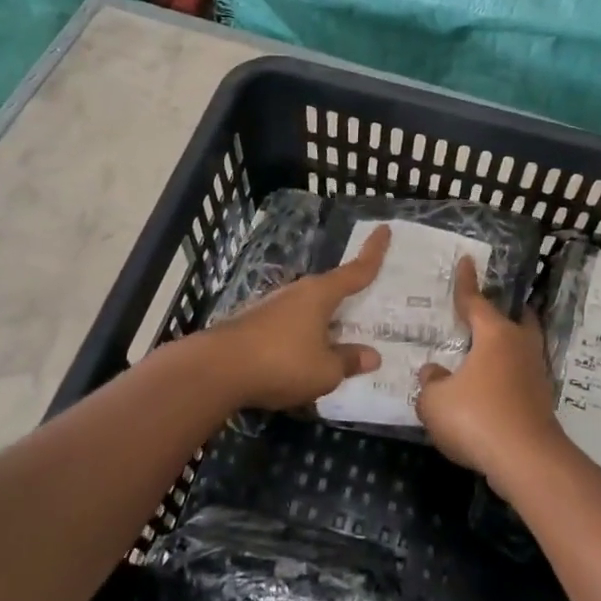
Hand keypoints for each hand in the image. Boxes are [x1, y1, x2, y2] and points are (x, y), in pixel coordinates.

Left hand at [204, 225, 389, 410]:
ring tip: (339, 342)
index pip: (355, 270)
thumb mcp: (325, 371)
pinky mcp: (253, 326)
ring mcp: (271, 308)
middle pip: (330, 291)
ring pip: (308, 311)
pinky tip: (305, 358)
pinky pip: (290, 328)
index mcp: (320, 295)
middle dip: (348, 298)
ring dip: (323, 323)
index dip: (373, 252)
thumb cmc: (281, 363)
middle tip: (368, 305)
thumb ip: (348, 361)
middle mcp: (297, 293)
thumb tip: (371, 356)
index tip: (384, 230)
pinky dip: (303, 338)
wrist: (216, 371)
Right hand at [414, 256, 566, 480]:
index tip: (466, 260)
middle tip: (487, 311)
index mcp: (494, 335)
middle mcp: (520, 346)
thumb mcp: (435, 401)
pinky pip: (521, 377)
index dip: (466, 282)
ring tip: (485, 353)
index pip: (475, 300)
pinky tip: (490, 389)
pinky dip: (507, 376)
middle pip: (515, 319)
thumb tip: (434, 372)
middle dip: (503, 312)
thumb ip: (430, 382)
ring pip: (521, 349)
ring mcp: (536, 374)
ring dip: (506, 348)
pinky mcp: (542, 401)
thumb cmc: (477, 418)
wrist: (526, 461)